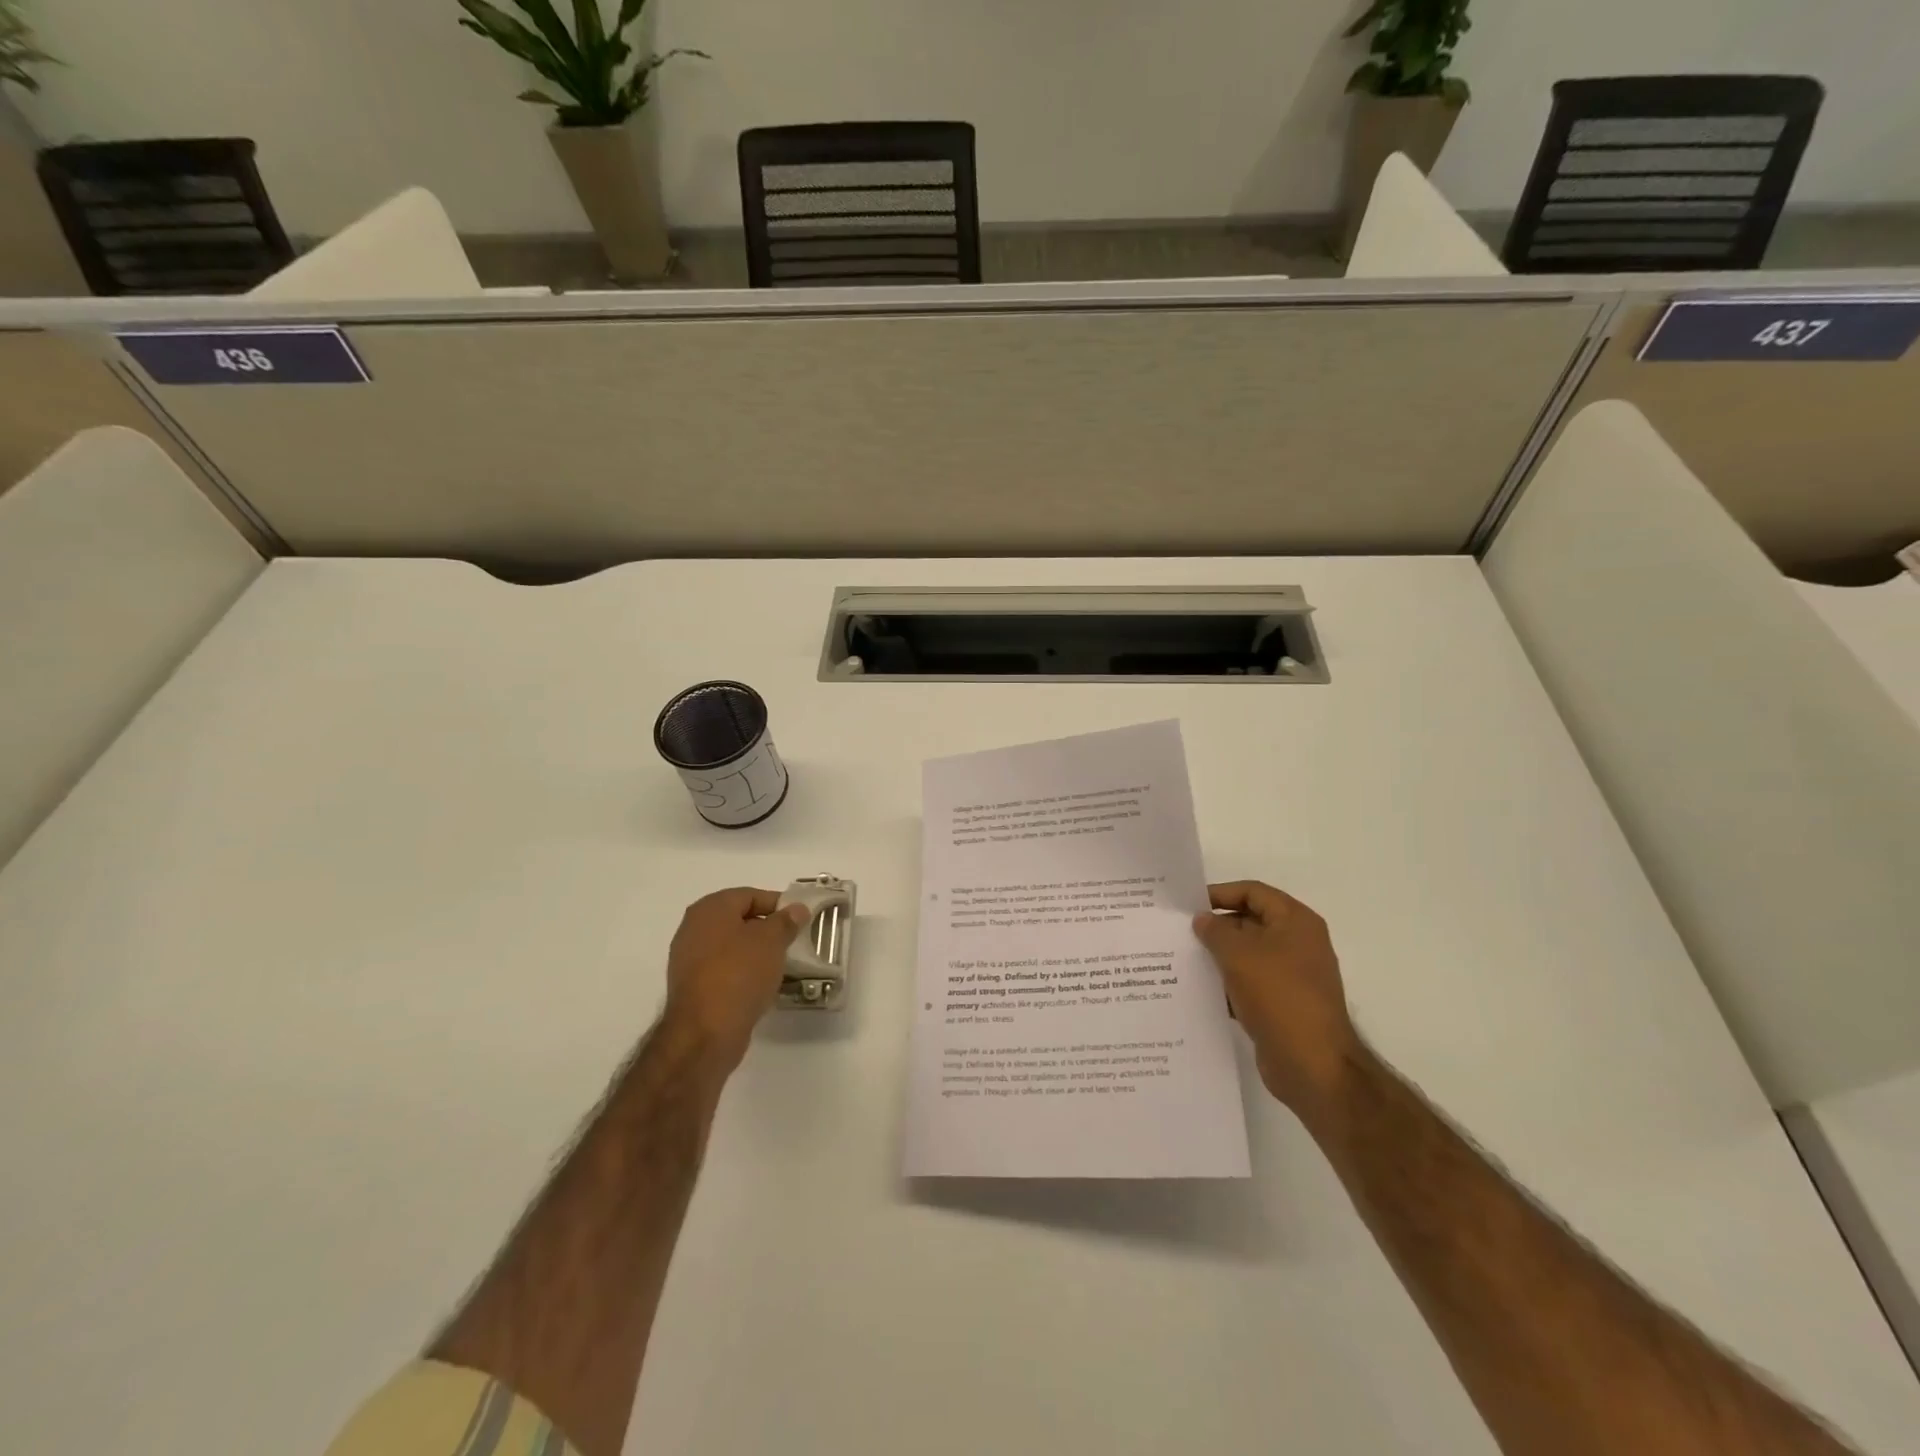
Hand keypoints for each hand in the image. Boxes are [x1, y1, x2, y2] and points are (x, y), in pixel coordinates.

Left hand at [663, 887, 808, 1069]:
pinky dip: (744, 972)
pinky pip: (725, 970)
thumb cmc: (739, 974)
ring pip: (732, 947)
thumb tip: (796, 909)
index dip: (778, 904)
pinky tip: (763, 985)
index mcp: (710, 909)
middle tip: (794, 940)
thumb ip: (786, 921)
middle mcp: (694, 928)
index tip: (801, 919)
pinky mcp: (694, 987)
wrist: (705, 1033)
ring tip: (782, 964)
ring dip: (757, 953)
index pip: (750, 895)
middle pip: (739, 920)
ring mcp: (690, 959)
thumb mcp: (772, 941)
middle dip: (768, 929)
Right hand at [1192, 881, 1358, 1112]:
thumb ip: (1215, 930)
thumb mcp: (1238, 954)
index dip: (1220, 893)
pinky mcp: (1283, 1004)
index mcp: (1296, 922)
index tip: (1188, 905)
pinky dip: (1228, 984)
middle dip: (1216, 927)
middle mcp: (1298, 944)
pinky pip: (1250, 983)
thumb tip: (1202, 920)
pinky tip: (1200, 991)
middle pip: (1250, 922)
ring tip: (1182, 960)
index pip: (1253, 892)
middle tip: (1179, 933)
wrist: (1312, 1065)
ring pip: (1247, 955)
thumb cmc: (1278, 996)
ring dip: (1218, 957)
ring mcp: (1292, 976)